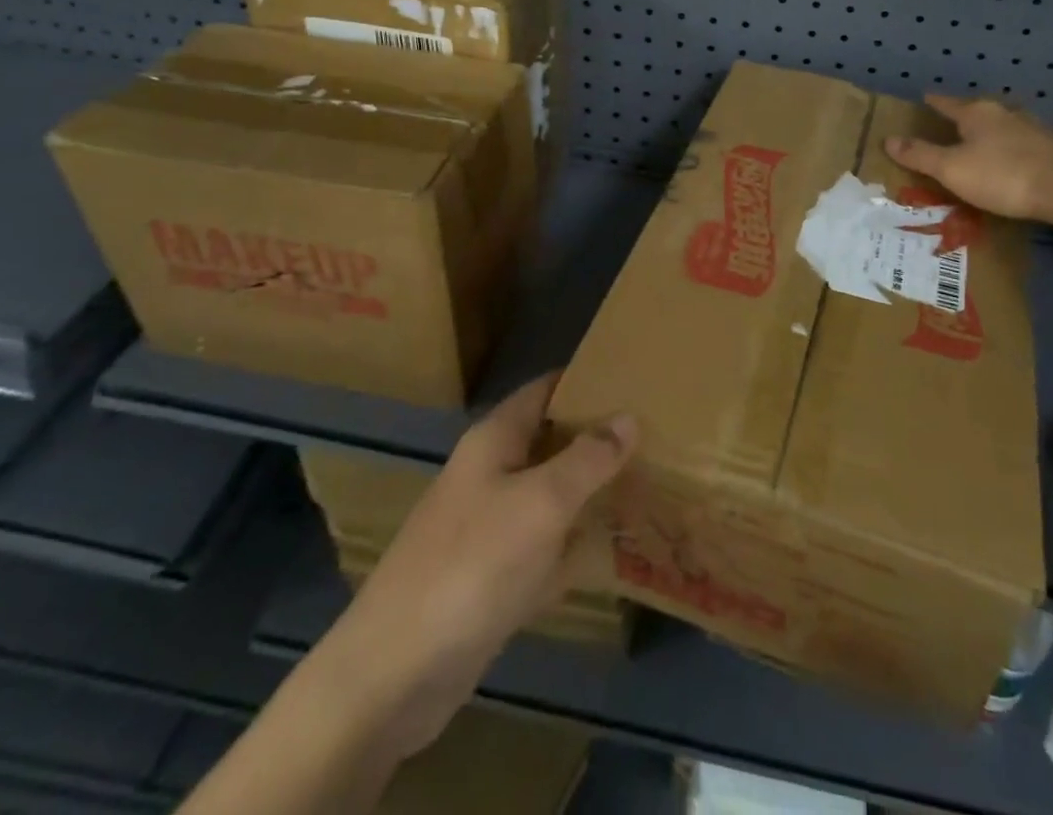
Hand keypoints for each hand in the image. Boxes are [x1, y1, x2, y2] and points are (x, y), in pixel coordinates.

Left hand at [326, 374, 635, 761]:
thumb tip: (628, 417)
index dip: (587, 381)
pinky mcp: (493, 578)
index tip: (635, 379)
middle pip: (551, 442)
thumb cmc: (472, 566)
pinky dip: (575, 546)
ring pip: (551, 496)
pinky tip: (615, 552)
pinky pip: (545, 547)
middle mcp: (491, 474)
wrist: (395, 673)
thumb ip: (588, 459)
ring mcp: (490, 528)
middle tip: (657, 436)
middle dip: (598, 439)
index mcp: (495, 440)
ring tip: (649, 485)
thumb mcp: (541, 503)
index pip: (546, 389)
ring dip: (591, 493)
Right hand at [884, 92, 1052, 223]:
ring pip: (1005, 125)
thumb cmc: (1003, 175)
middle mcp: (1006, 113)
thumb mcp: (952, 169)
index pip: (948, 103)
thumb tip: (888, 139)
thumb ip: (920, 155)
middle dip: (965, 115)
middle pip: (979, 110)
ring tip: (983, 141)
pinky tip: (1015, 159)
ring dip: (992, 131)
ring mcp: (1035, 128)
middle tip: (952, 122)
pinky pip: (1025, 143)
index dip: (934, 102)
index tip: (925, 96)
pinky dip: (1013, 148)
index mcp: (977, 113)